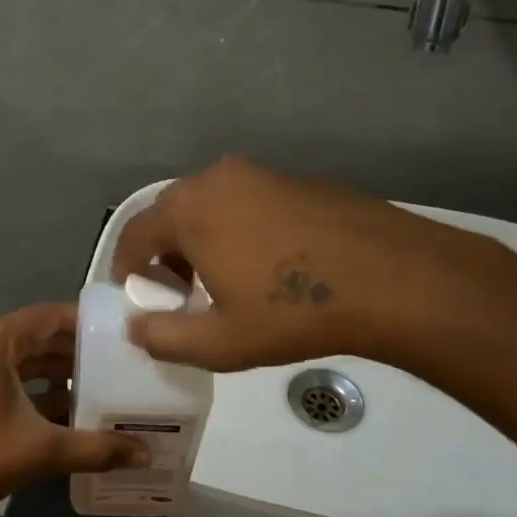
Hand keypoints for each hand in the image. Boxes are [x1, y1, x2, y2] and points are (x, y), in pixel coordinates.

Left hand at [0, 302, 149, 515]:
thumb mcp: (40, 451)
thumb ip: (95, 449)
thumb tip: (146, 453)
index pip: (51, 316)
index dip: (88, 323)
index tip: (122, 335)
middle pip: (38, 338)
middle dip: (77, 353)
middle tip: (119, 366)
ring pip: (23, 361)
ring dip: (57, 375)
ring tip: (100, 390)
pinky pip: (7, 378)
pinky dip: (34, 390)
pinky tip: (65, 414)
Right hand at [113, 155, 516, 371]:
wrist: (391, 278)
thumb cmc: (292, 312)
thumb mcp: (219, 343)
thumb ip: (163, 337)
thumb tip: (134, 327)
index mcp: (189, 211)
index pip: (134, 233)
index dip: (125, 265)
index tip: (131, 292)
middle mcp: (217, 179)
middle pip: (170, 212)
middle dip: (162, 250)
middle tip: (175, 289)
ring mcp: (260, 173)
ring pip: (209, 203)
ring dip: (200, 236)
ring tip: (220, 277)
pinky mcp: (296, 179)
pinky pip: (246, 200)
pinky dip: (236, 226)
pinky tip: (264, 261)